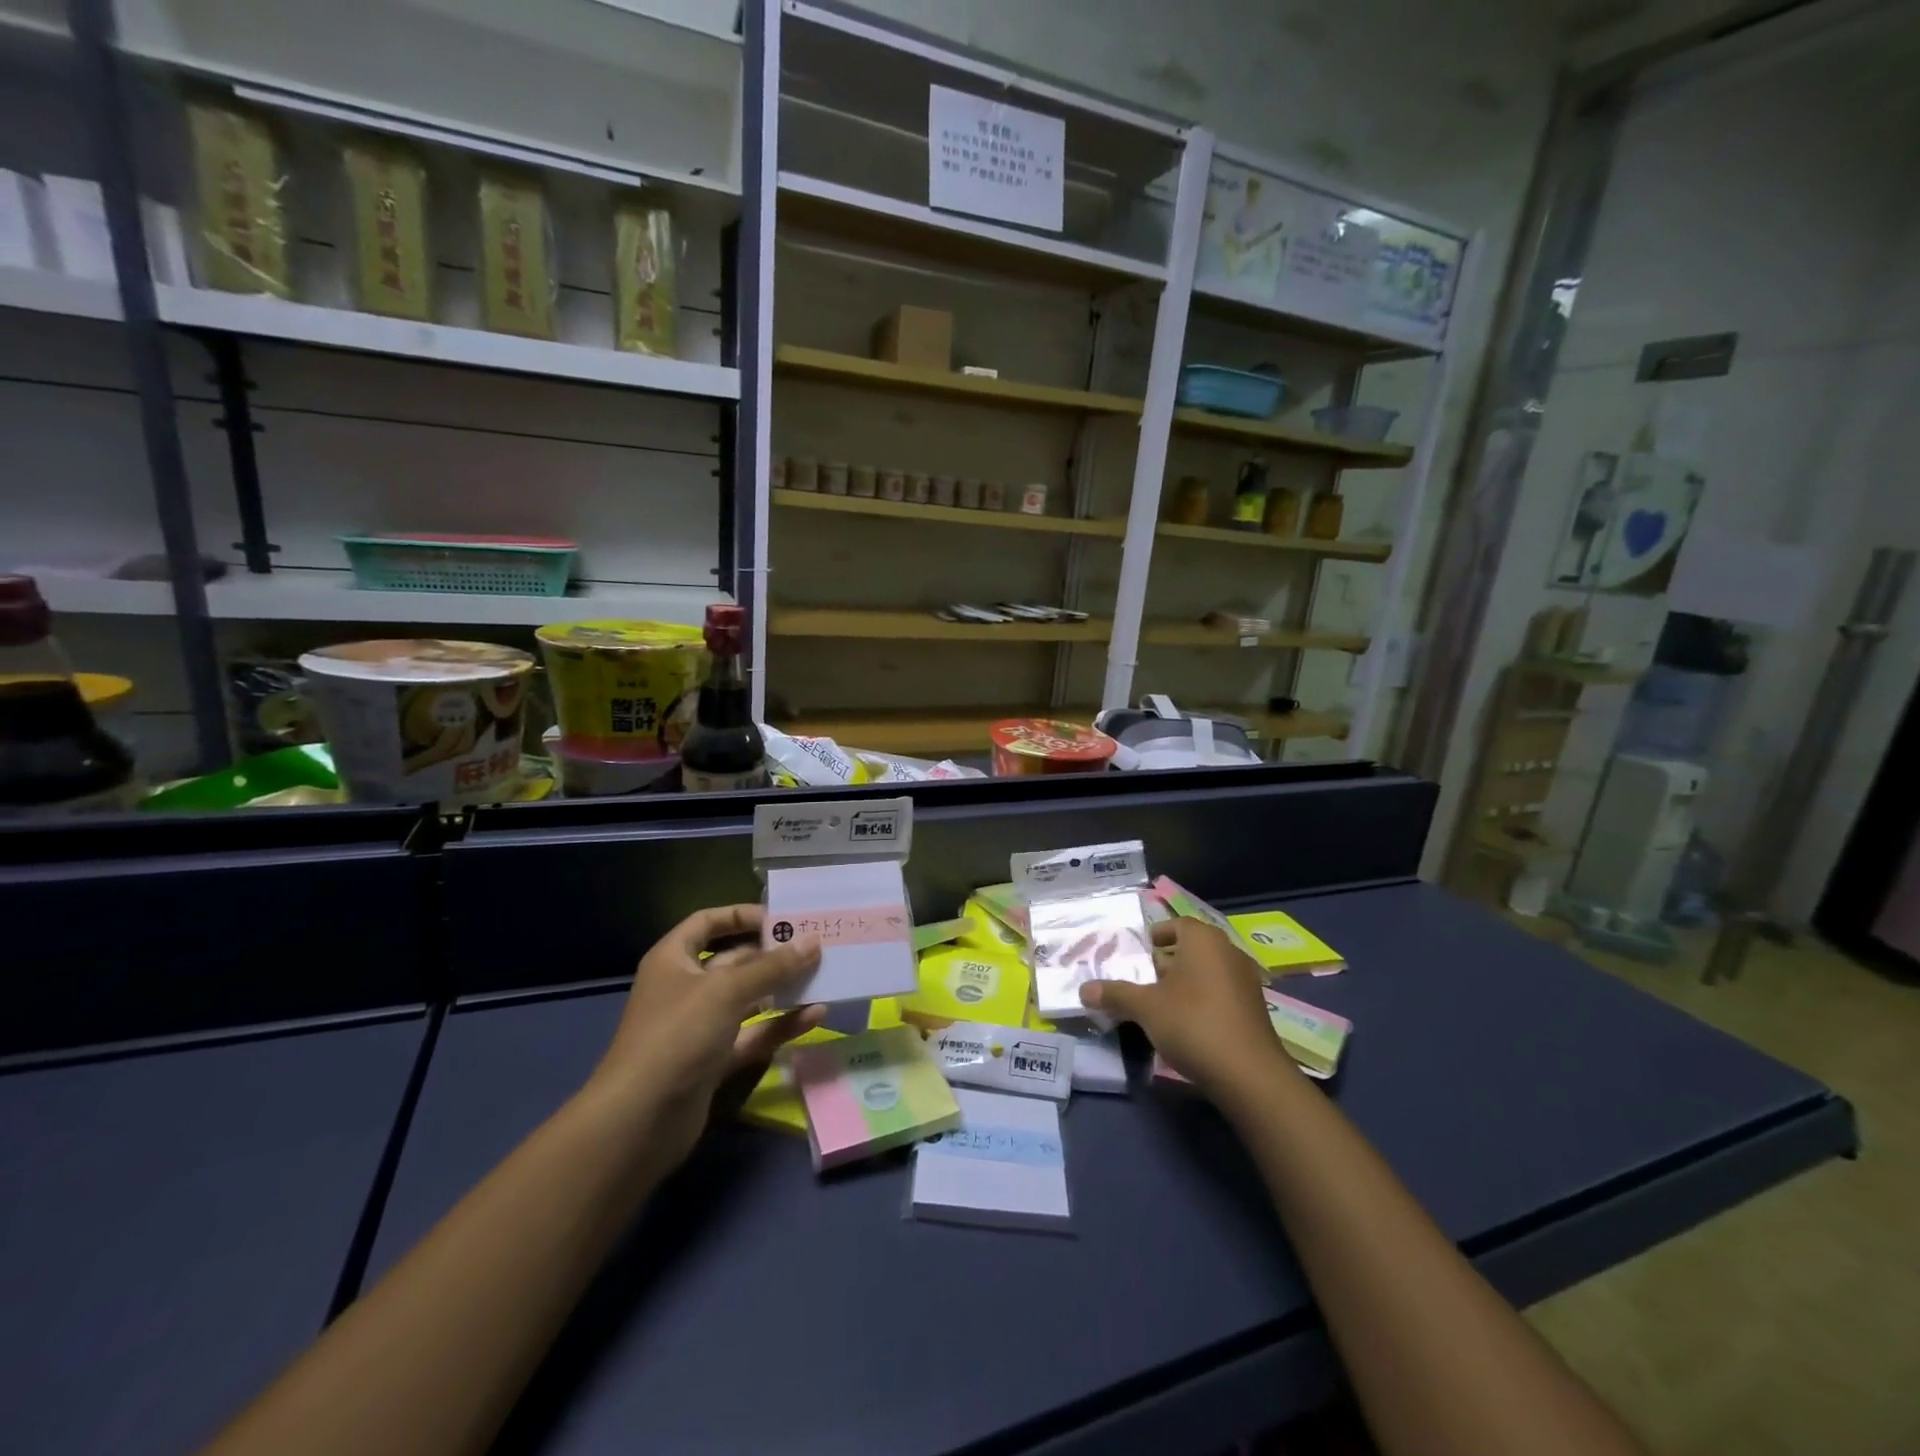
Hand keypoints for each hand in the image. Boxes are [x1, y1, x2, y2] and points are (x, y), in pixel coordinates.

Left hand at [588, 904, 823, 1172]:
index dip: (741, 915)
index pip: (707, 922)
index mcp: (674, 959)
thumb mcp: (727, 991)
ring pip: (748, 999)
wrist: (639, 1121)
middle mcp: (686, 988)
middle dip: (772, 954)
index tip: (781, 918)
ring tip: (824, 976)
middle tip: (816, 946)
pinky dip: (781, 1025)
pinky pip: (753, 1034)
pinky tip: (816, 1016)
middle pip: (734, 961)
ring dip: (782, 989)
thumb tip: (813, 941)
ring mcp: (700, 1026)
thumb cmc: (678, 1035)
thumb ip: (773, 966)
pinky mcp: (715, 1060)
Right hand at [1080, 918, 1298, 1101]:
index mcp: (1203, 940)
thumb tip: (1083, 989)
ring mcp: (1245, 981)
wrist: (1249, 1075)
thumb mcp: (1145, 1007)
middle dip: (1165, 963)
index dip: (1156, 936)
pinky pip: (1220, 994)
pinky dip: (1201, 1001)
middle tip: (1140, 980)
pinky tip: (1185, 1025)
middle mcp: (1228, 952)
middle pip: (1191, 949)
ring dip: (1183, 984)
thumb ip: (1115, 994)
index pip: (1177, 925)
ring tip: (1158, 1005)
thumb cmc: (1192, 1023)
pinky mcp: (1254, 1010)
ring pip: (1206, 973)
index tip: (1138, 953)